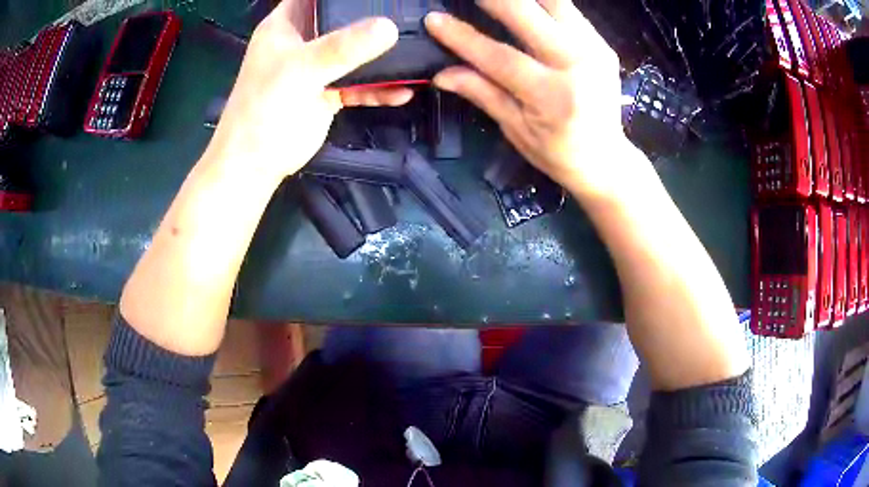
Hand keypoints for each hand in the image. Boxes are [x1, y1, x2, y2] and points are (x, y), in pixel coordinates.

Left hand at [204, 0, 412, 183]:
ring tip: (418, 51)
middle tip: (409, 14)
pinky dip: (380, 88)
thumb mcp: (301, 69)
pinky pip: (360, 83)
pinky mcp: (329, 91)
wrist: (256, 163)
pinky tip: (404, 91)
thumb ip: (343, 47)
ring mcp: (317, 66)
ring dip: (383, 55)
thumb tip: (390, 28)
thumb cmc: (264, 108)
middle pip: (343, 19)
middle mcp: (304, 39)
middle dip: (373, 17)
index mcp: (287, 24)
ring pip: (355, 51)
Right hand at [426, 0, 645, 200]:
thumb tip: (441, 74)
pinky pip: (570, 11)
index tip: (434, 20)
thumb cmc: (559, 153)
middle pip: (530, 16)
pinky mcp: (603, 44)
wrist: (608, 159)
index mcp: (552, 96)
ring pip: (556, 3)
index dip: (463, 37)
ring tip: (499, 0)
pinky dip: (544, 3)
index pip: (500, 57)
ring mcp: (595, 51)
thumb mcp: (516, 130)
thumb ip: (482, 93)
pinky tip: (526, 6)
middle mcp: (578, 65)